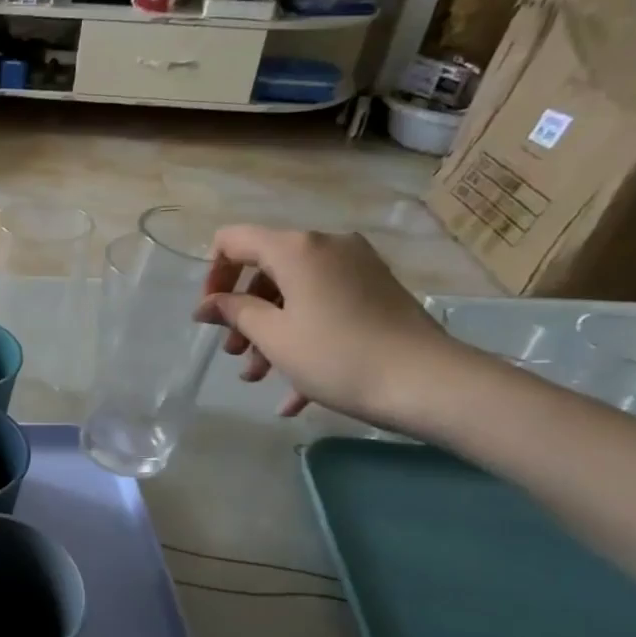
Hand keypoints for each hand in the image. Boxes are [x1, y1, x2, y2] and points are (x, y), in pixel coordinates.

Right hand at [192, 226, 468, 427]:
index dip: (213, 276)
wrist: (428, 382)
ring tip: (259, 377)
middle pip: (266, 270)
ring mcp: (356, 269)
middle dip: (244, 313)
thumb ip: (234, 312)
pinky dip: (304, 340)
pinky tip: (293, 395)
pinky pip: (324, 308)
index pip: (234, 241)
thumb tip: (207, 305)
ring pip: (295, 294)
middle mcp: (327, 247)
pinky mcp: (376, 293)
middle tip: (235, 354)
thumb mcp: (273, 336)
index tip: (210, 315)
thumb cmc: (337, 355)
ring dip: (270, 333)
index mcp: (297, 249)